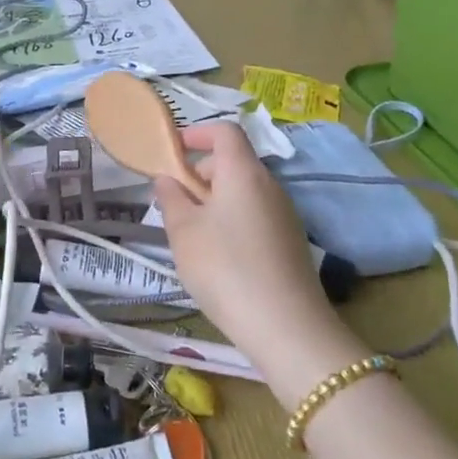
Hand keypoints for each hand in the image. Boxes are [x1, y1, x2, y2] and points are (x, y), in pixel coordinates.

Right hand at [152, 123, 340, 363]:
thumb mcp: (184, 232)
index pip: (225, 131)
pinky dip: (233, 220)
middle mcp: (269, 185)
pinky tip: (219, 256)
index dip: (198, 133)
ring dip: (215, 200)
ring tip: (192, 233)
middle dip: (201, 172)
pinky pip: (256, 215)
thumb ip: (171, 199)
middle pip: (234, 162)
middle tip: (175, 201)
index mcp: (243, 172)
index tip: (173, 150)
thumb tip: (167, 179)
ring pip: (244, 191)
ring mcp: (285, 214)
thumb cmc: (225, 268)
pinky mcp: (290, 242)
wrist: (286, 327)